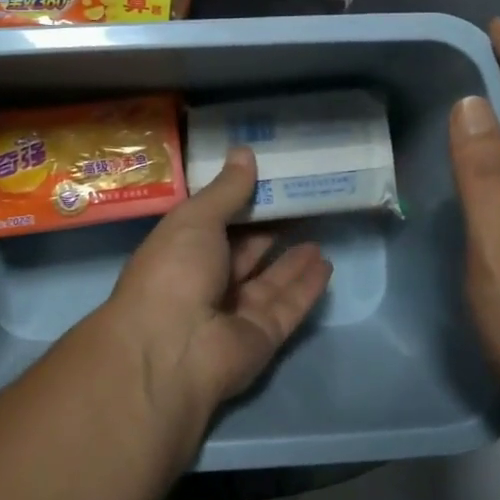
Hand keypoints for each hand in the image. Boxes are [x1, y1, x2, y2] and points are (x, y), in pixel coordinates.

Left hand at [100, 148, 331, 451]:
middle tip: (301, 203)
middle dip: (269, 230)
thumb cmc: (174, 271)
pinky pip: (288, 306)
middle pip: (244, 252)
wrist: (173, 348)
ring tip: (318, 232)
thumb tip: (244, 151)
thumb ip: (226, 190)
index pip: (214, 223)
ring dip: (292, 260)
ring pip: (269, 281)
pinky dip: (306, 286)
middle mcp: (205, 282)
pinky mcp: (261, 337)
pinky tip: (326, 264)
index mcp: (181, 252)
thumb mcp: (196, 219)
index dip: (239, 203)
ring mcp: (233, 313)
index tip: (268, 180)